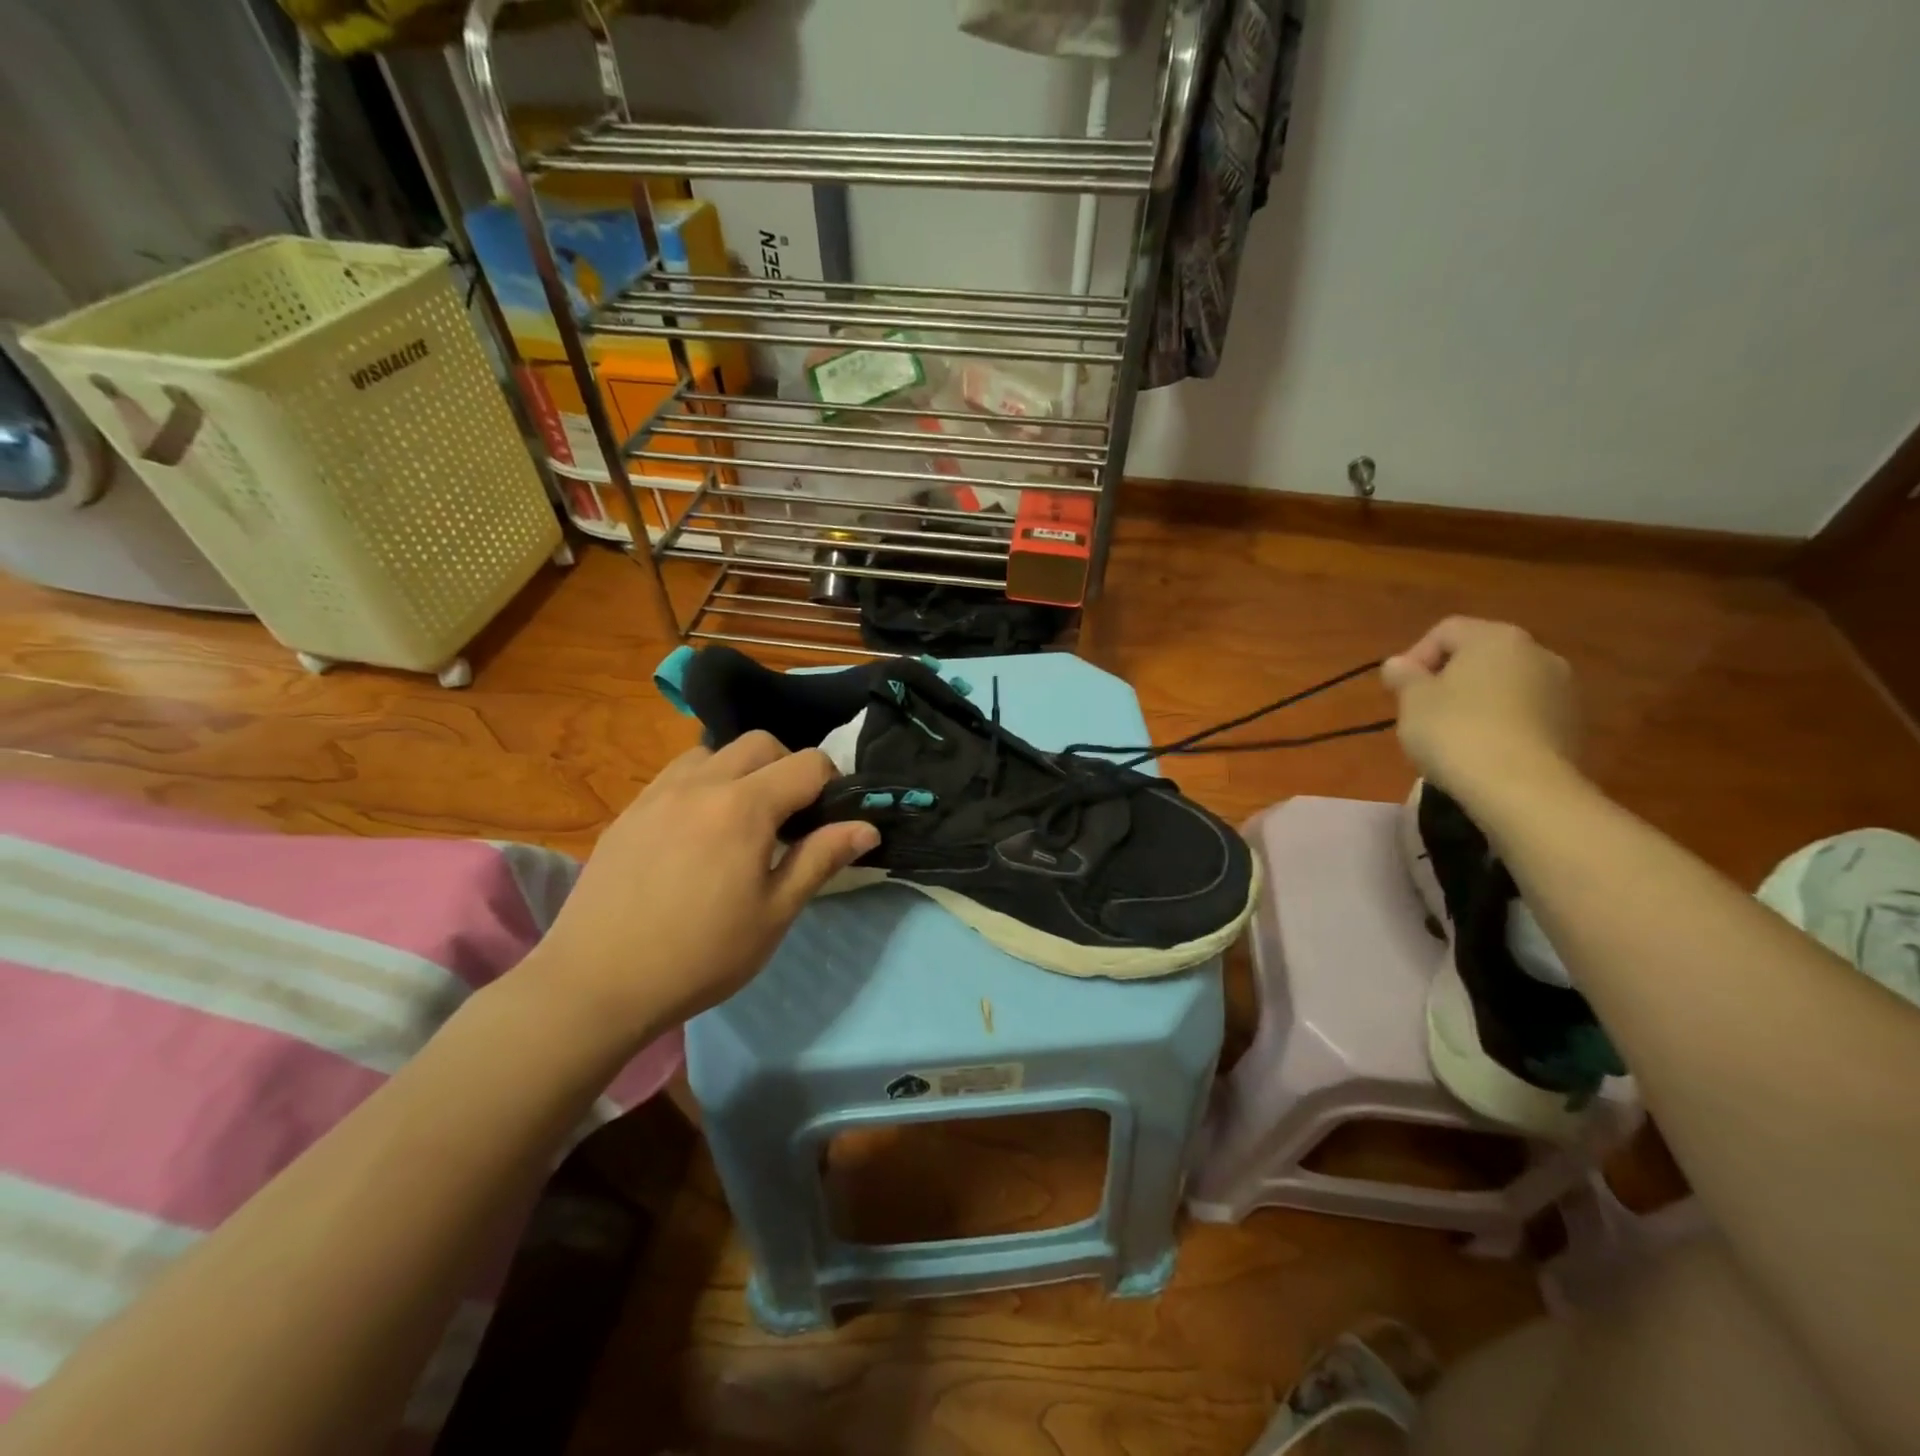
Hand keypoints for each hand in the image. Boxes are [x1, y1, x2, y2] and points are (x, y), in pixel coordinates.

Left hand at [525, 733, 879, 1043]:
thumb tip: (867, 826)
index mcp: (744, 807)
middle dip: (787, 768)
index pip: (807, 764)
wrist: (596, 984)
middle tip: (790, 819)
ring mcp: (658, 793)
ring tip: (741, 820)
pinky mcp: (629, 811)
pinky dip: (702, 784)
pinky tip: (697, 832)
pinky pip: (677, 774)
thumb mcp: (774, 913)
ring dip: (741, 771)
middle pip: (761, 743)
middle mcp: (701, 784)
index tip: (829, 820)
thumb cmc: (700, 955)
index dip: (831, 784)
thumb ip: (821, 859)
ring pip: (714, 751)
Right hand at [1381, 617, 1579, 801]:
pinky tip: (1482, 750)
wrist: (1520, 787)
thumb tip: (1398, 664)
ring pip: (1505, 684)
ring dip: (1477, 701)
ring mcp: (1562, 689)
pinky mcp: (1572, 724)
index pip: (1446, 631)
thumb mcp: (1413, 701)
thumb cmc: (1455, 731)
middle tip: (1422, 711)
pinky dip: (1501, 723)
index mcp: (1495, 637)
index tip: (1398, 691)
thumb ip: (1404, 677)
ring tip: (1452, 734)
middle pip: (1480, 655)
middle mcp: (1536, 652)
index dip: (1415, 657)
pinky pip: (1524, 712)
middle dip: (1448, 678)